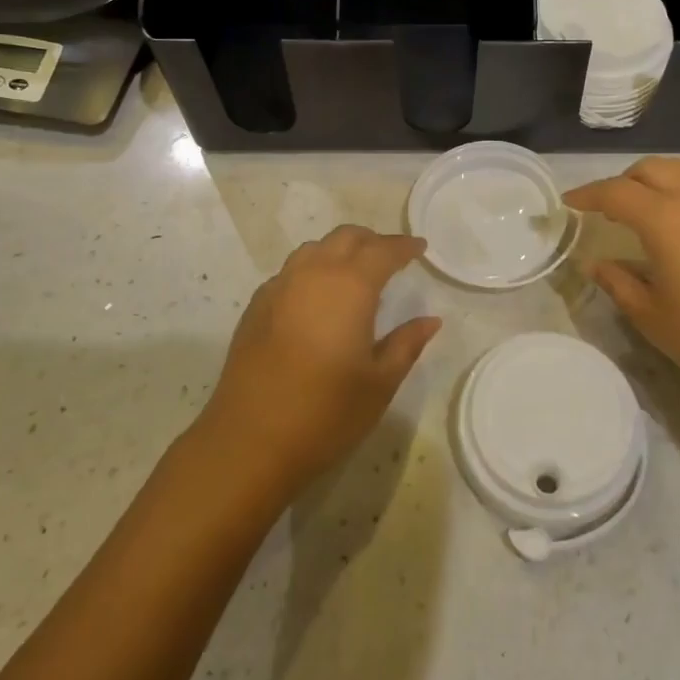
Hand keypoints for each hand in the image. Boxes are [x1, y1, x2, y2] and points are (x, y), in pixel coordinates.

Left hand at [198, 226, 440, 497]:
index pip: (383, 251)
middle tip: (391, 257)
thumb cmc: (326, 412)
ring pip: (314, 250)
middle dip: (372, 241)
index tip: (420, 248)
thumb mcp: (380, 383)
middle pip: (345, 238)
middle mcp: (313, 274)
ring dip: (339, 252)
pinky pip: (291, 272)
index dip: (404, 246)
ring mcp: (279, 288)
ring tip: (355, 274)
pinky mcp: (256, 307)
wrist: (249, 442)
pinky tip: (317, 300)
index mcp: (350, 286)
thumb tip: (430, 320)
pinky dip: (312, 271)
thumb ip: (406, 344)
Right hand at [564, 157, 679, 415]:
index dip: (588, 194)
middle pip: (652, 169)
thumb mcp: (651, 315)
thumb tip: (596, 263)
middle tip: (608, 209)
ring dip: (657, 181)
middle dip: (623, 182)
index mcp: (666, 219)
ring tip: (646, 210)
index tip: (570, 202)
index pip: (616, 192)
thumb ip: (617, 282)